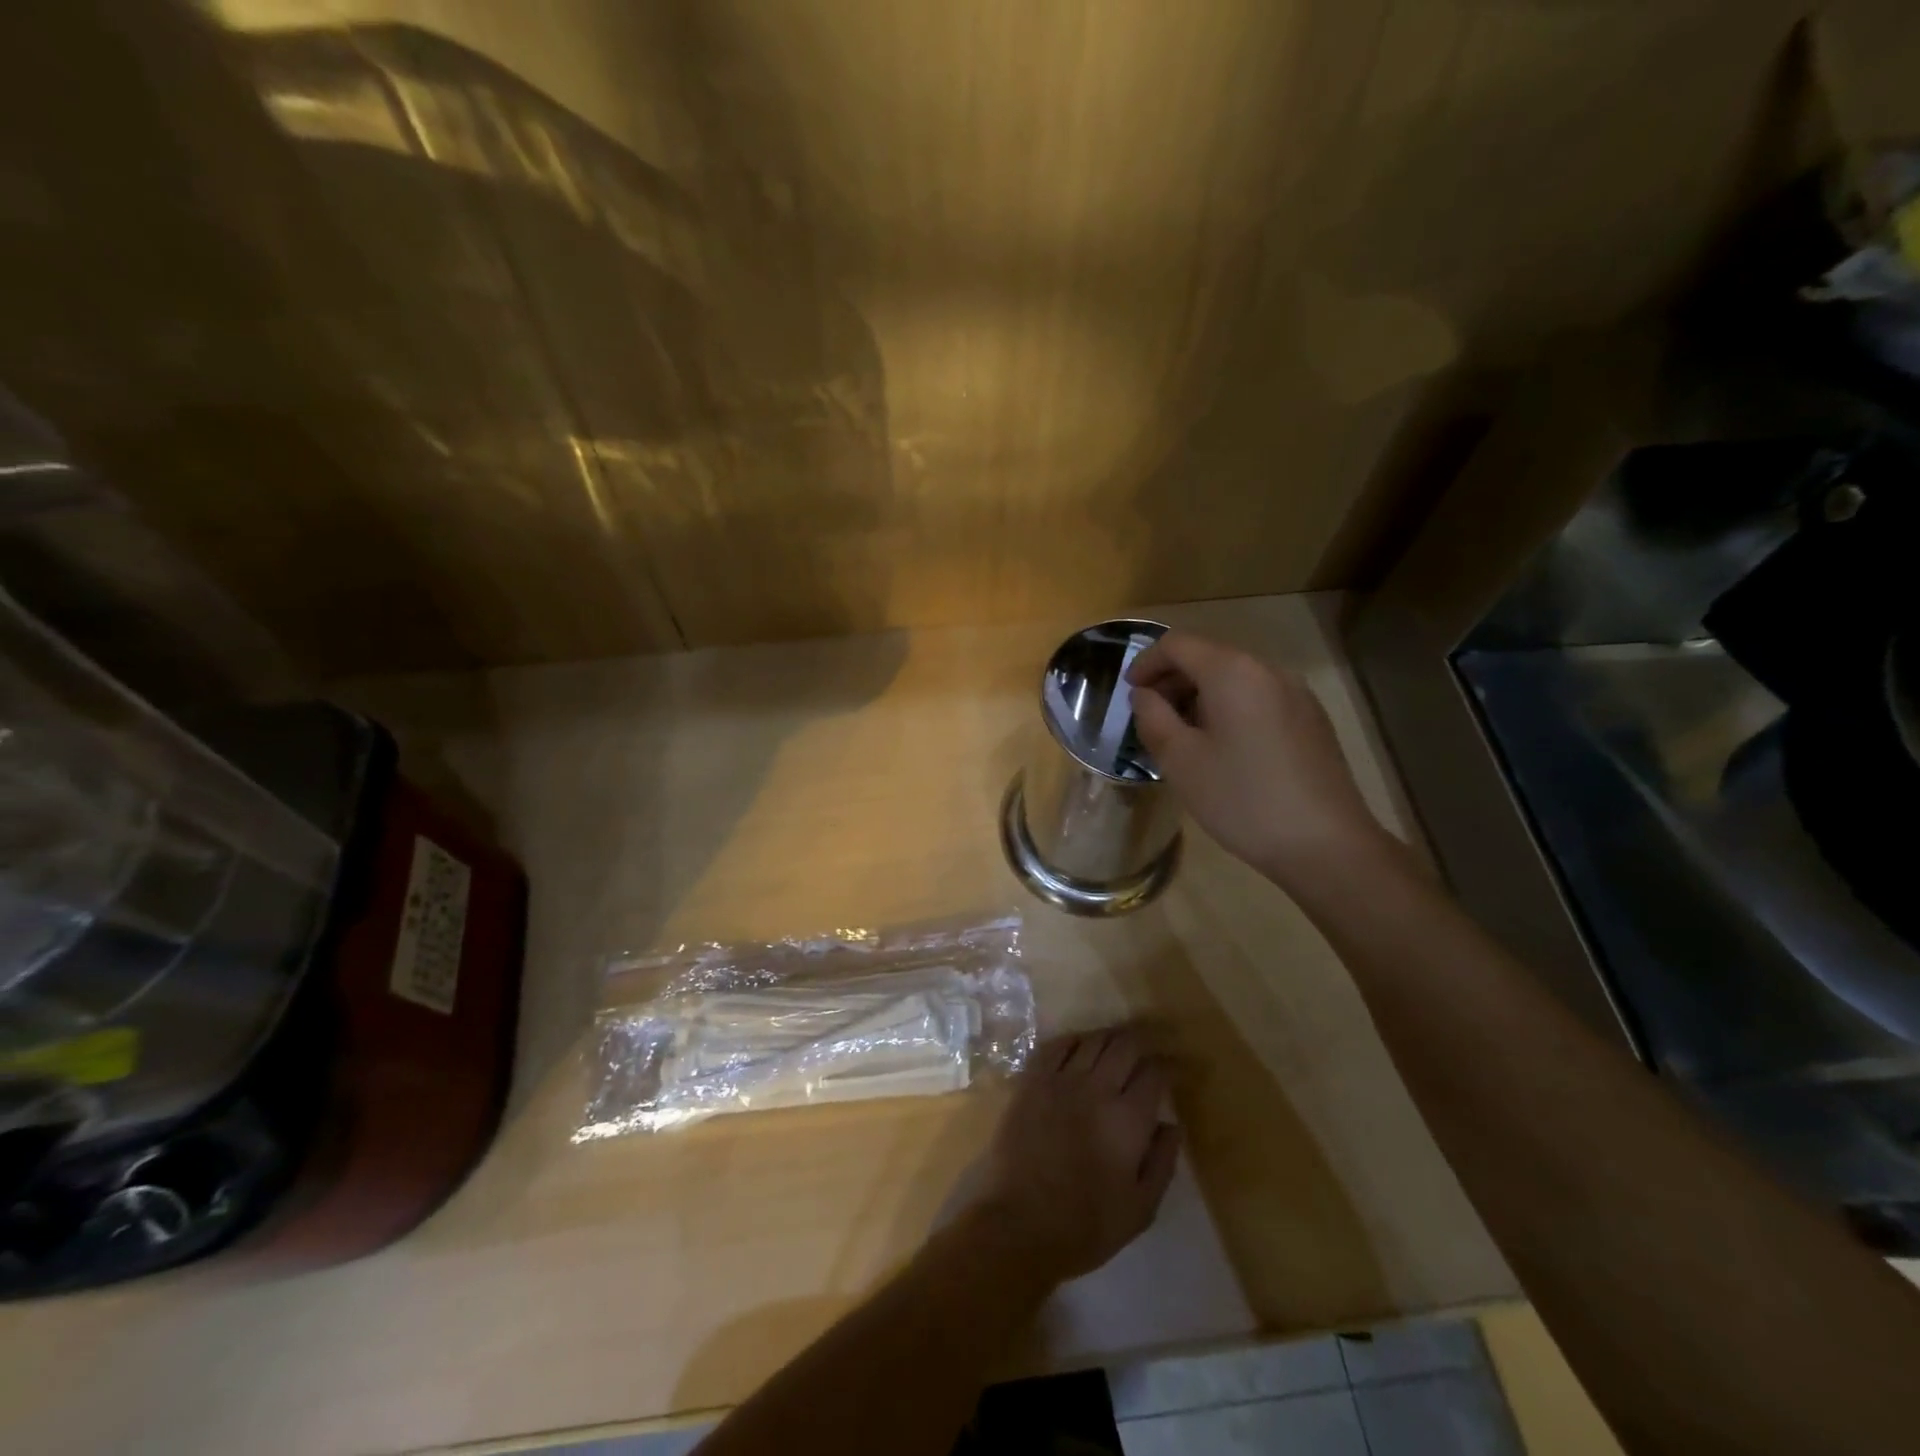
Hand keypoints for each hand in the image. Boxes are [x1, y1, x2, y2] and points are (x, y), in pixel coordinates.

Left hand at [969, 1028, 1178, 1284]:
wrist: (1018, 1223)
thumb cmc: (1085, 1225)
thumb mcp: (1140, 1209)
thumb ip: (1162, 1162)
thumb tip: (1172, 1124)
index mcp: (1128, 1119)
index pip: (1154, 1074)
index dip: (1165, 1068)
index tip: (1168, 1072)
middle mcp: (1097, 1088)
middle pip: (1124, 1046)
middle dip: (1140, 1043)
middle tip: (1145, 1050)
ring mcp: (1060, 1080)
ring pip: (1092, 1040)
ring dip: (1109, 1038)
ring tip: (1116, 1045)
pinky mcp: (1031, 1081)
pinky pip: (1055, 1046)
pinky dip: (1072, 1040)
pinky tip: (1078, 1046)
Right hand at [1126, 630, 1388, 886]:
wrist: (1325, 845)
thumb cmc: (1241, 798)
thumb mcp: (1180, 760)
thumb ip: (1153, 718)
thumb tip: (1145, 695)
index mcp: (1233, 671)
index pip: (1177, 644)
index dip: (1146, 663)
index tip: (1129, 694)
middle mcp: (1268, 670)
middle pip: (1209, 656)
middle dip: (1172, 681)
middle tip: (1151, 718)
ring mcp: (1296, 694)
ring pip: (1235, 679)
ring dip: (1200, 697)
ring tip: (1183, 737)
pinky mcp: (1311, 720)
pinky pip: (1258, 699)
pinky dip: (1229, 709)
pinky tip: (1223, 750)